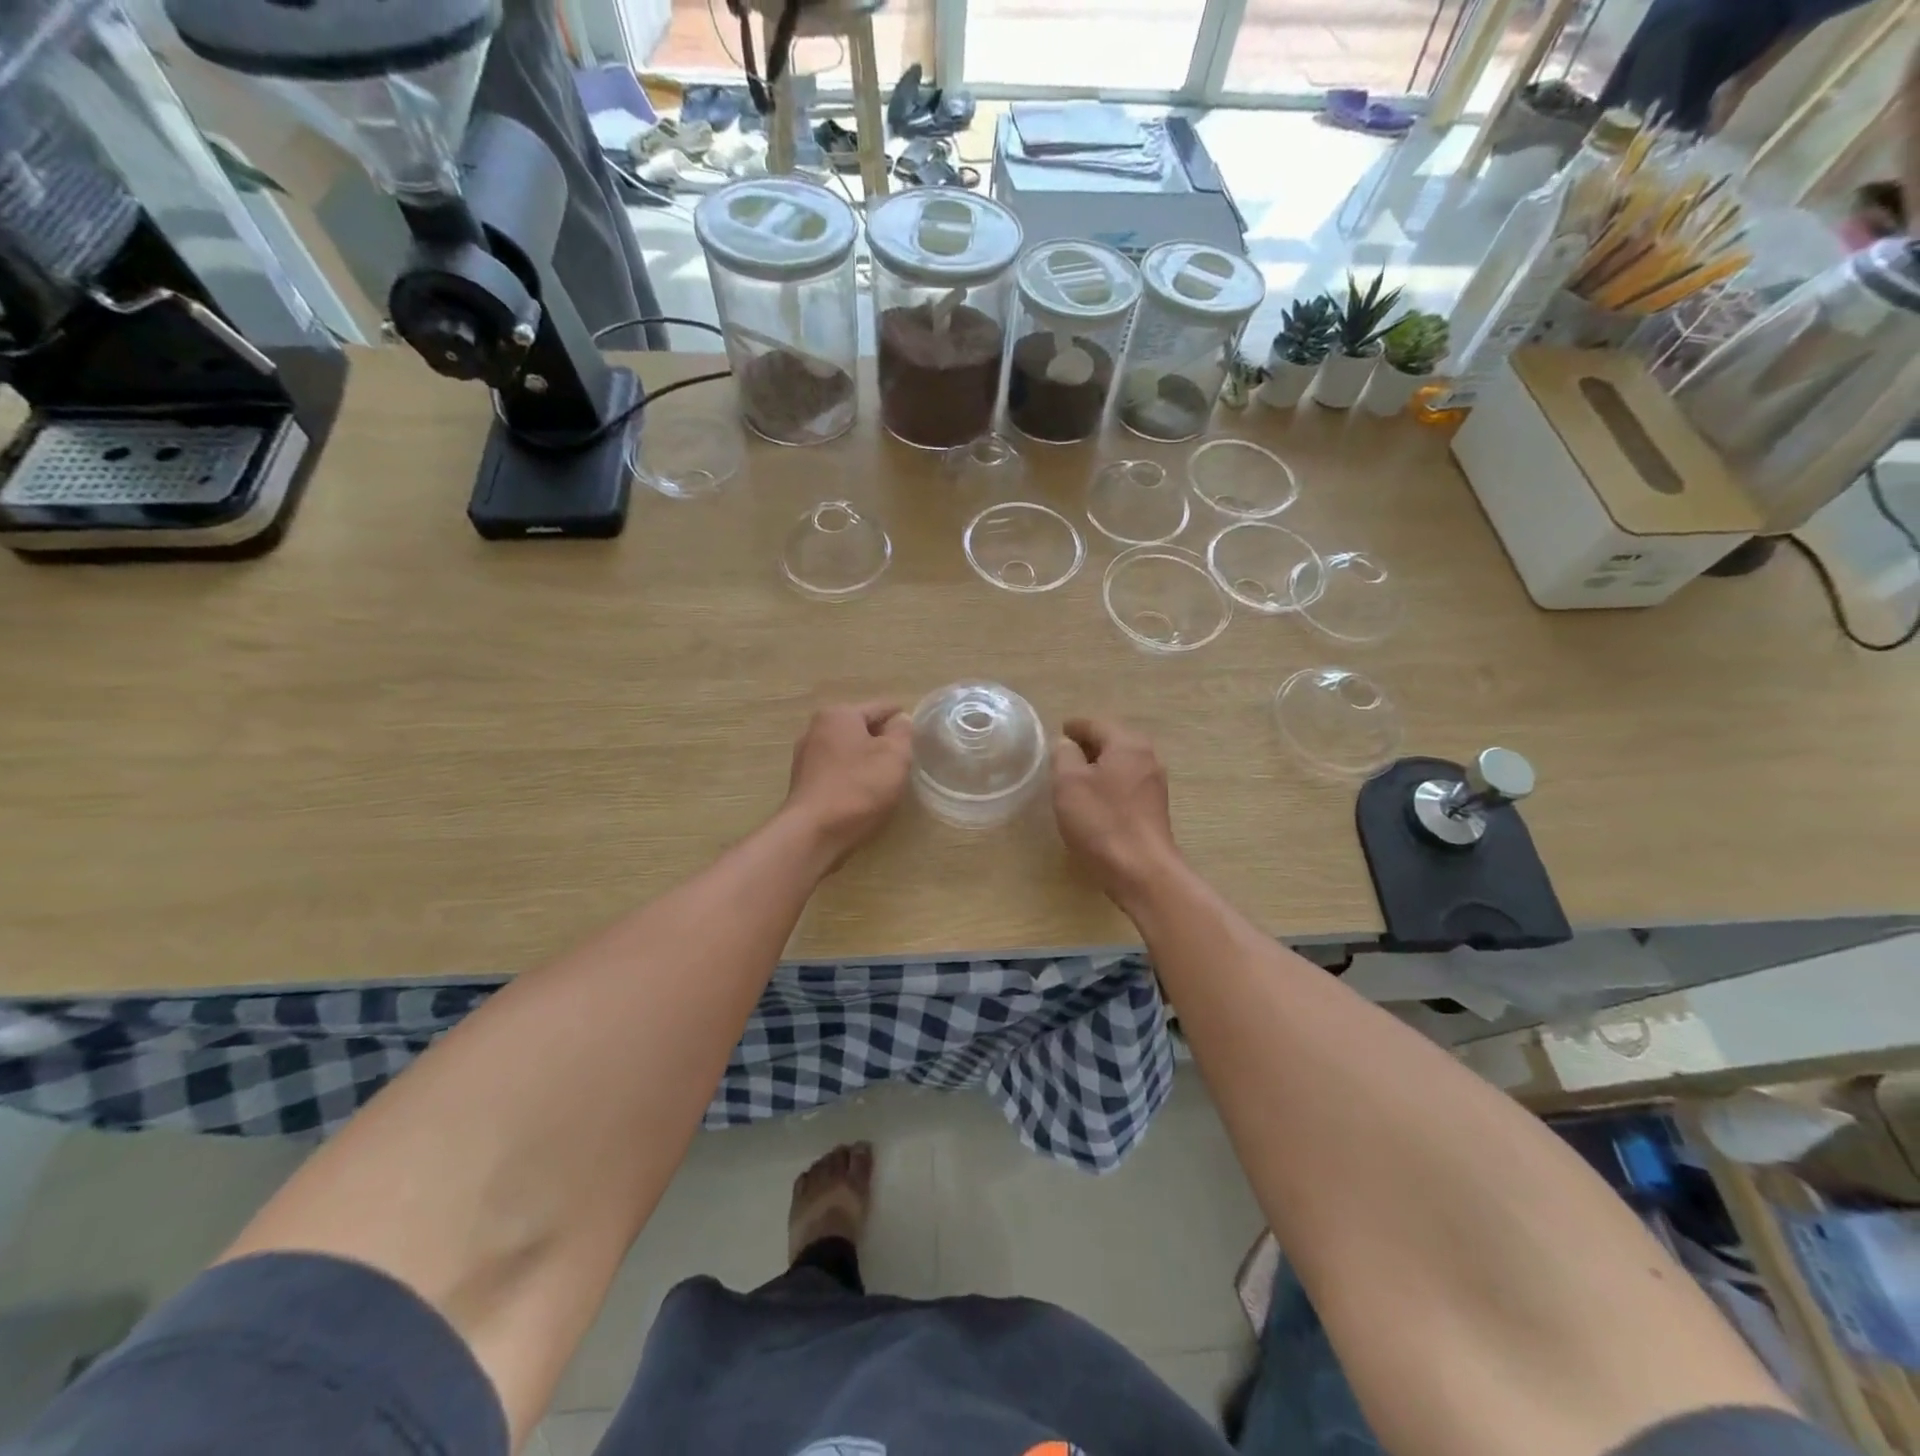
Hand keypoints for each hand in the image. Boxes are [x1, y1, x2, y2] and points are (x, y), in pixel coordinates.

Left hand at [783, 702, 912, 868]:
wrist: (813, 831)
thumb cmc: (858, 787)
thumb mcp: (894, 756)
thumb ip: (902, 732)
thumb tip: (901, 720)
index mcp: (839, 714)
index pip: (881, 708)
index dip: (902, 719)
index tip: (918, 732)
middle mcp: (817, 728)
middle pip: (861, 728)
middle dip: (882, 740)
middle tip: (904, 759)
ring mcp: (806, 756)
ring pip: (848, 750)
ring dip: (866, 759)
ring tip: (886, 778)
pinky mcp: (803, 781)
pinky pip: (836, 769)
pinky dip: (852, 775)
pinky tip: (863, 792)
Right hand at [1051, 718, 1182, 908]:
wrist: (1141, 871)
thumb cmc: (1101, 821)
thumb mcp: (1068, 782)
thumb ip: (1063, 754)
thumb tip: (1067, 744)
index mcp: (1128, 744)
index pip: (1096, 724)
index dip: (1073, 727)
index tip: (1058, 732)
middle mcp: (1147, 756)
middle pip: (1112, 741)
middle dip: (1087, 745)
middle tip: (1062, 755)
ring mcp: (1154, 783)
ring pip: (1120, 763)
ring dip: (1098, 766)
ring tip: (1073, 779)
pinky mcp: (1154, 807)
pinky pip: (1126, 784)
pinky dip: (1109, 784)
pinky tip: (1094, 800)